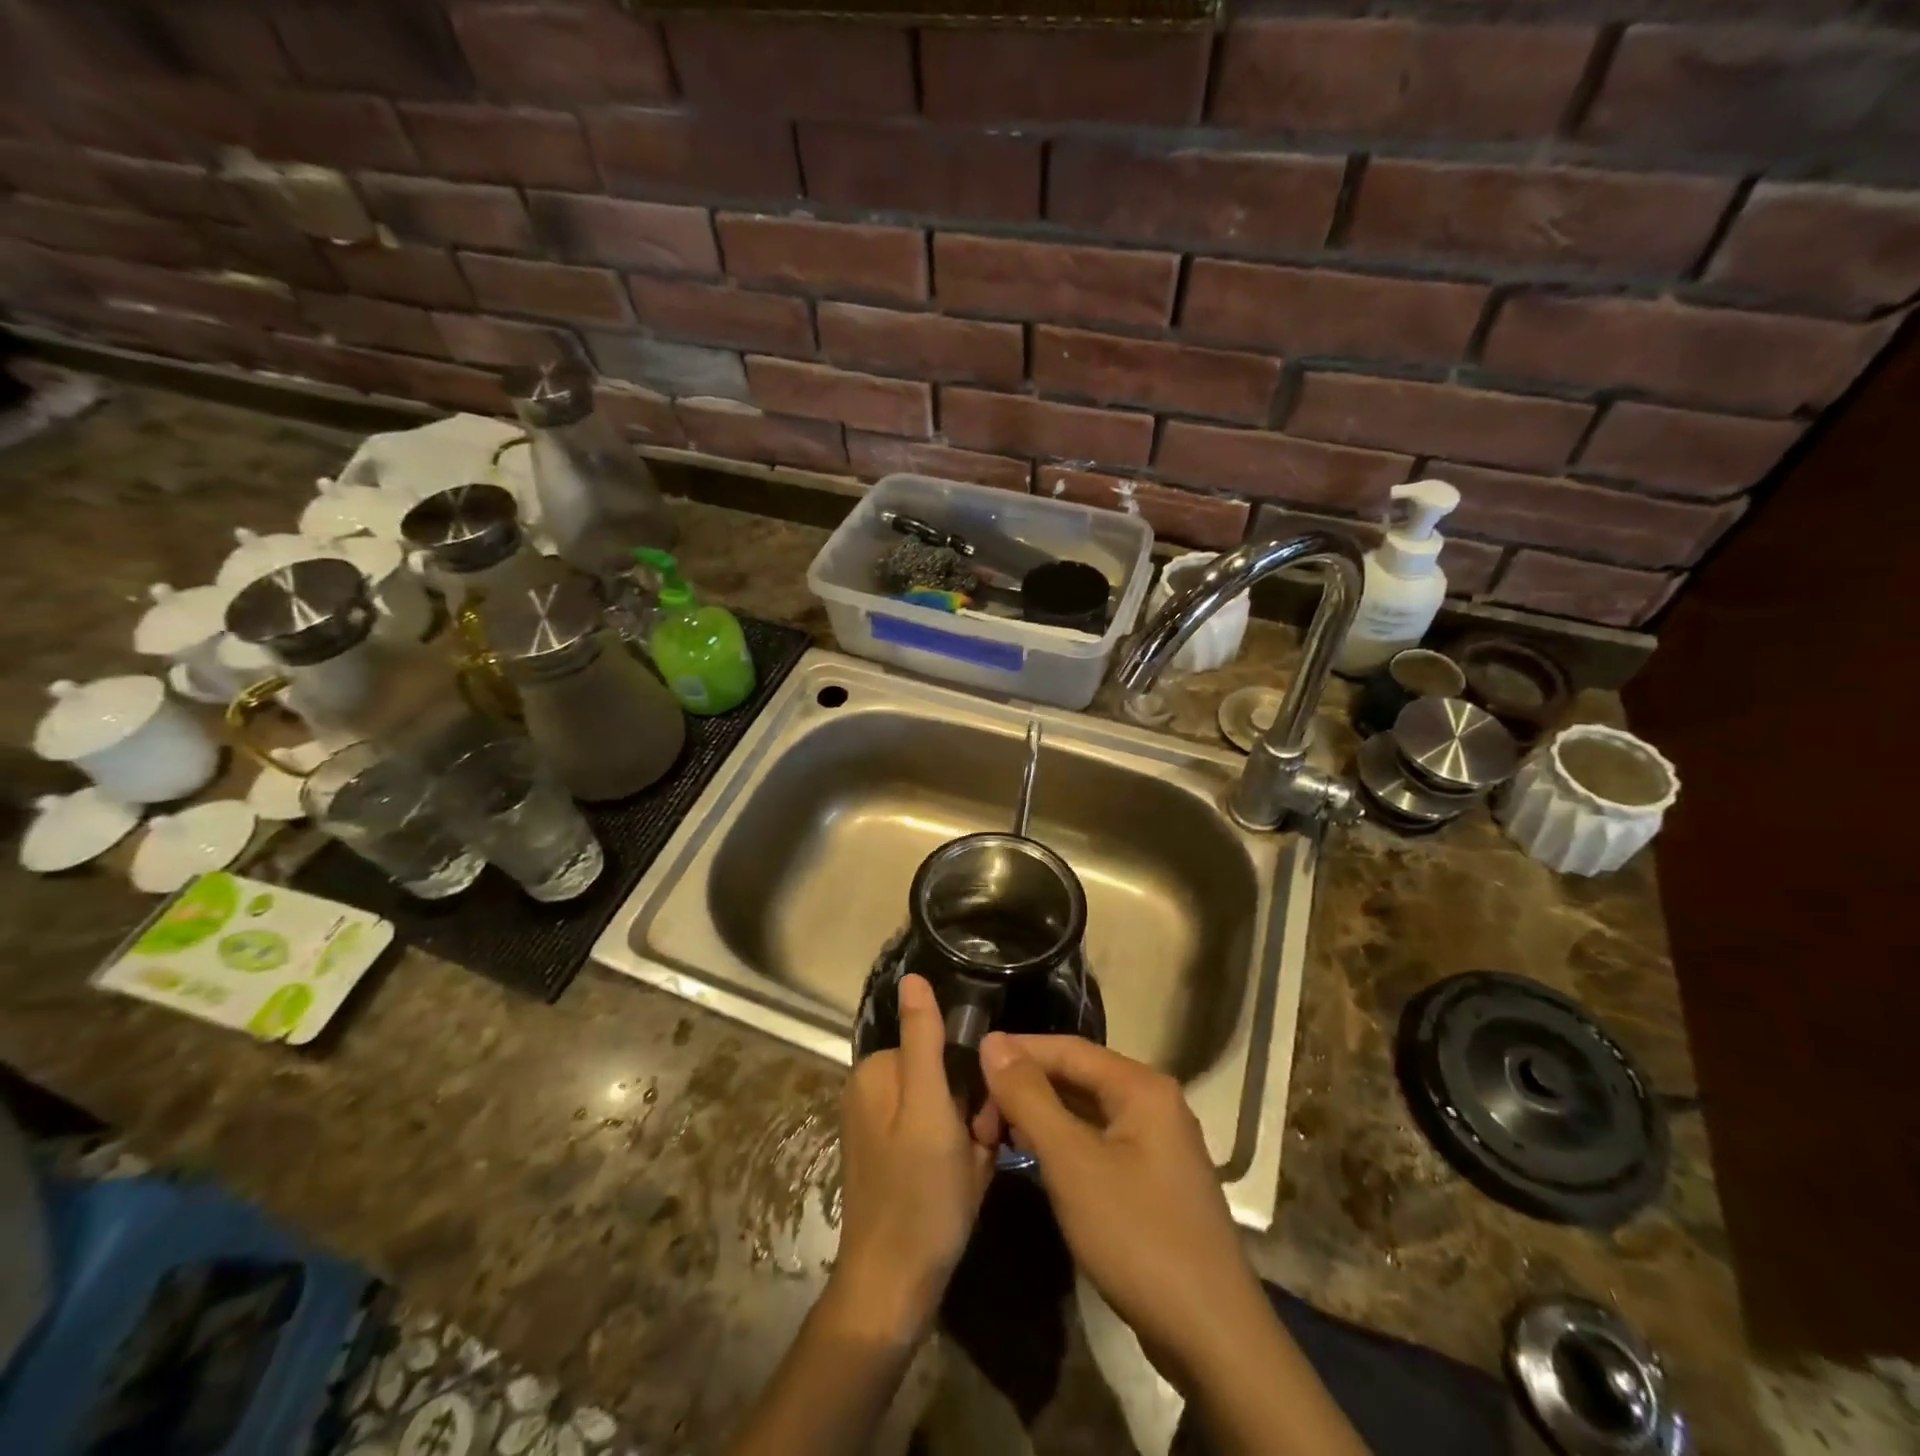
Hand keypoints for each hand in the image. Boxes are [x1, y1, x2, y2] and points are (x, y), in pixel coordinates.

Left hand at [830, 974, 999, 1344]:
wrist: (893, 1288)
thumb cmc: (918, 1195)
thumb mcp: (929, 1109)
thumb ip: (924, 1040)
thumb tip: (914, 976)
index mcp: (878, 1072)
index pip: (941, 1046)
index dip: (972, 1078)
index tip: (984, 1116)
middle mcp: (874, 1092)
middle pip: (944, 1076)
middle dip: (972, 1110)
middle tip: (979, 1150)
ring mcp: (882, 1128)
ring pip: (948, 1109)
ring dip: (969, 1137)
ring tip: (970, 1172)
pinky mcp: (892, 1158)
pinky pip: (938, 1137)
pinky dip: (957, 1157)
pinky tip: (960, 1186)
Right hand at [977, 1033, 1269, 1384]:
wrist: (1213, 1338)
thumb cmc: (1137, 1236)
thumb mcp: (1072, 1162)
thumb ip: (1029, 1097)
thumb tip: (992, 1042)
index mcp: (1141, 1086)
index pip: (1068, 1048)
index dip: (1017, 1052)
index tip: (970, 1066)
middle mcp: (1154, 1102)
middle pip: (1078, 1076)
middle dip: (1026, 1088)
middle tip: (979, 1116)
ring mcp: (1158, 1143)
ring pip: (1087, 1111)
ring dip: (1041, 1117)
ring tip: (994, 1133)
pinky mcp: (1154, 1180)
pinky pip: (1099, 1142)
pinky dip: (1064, 1143)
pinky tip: (1035, 1159)